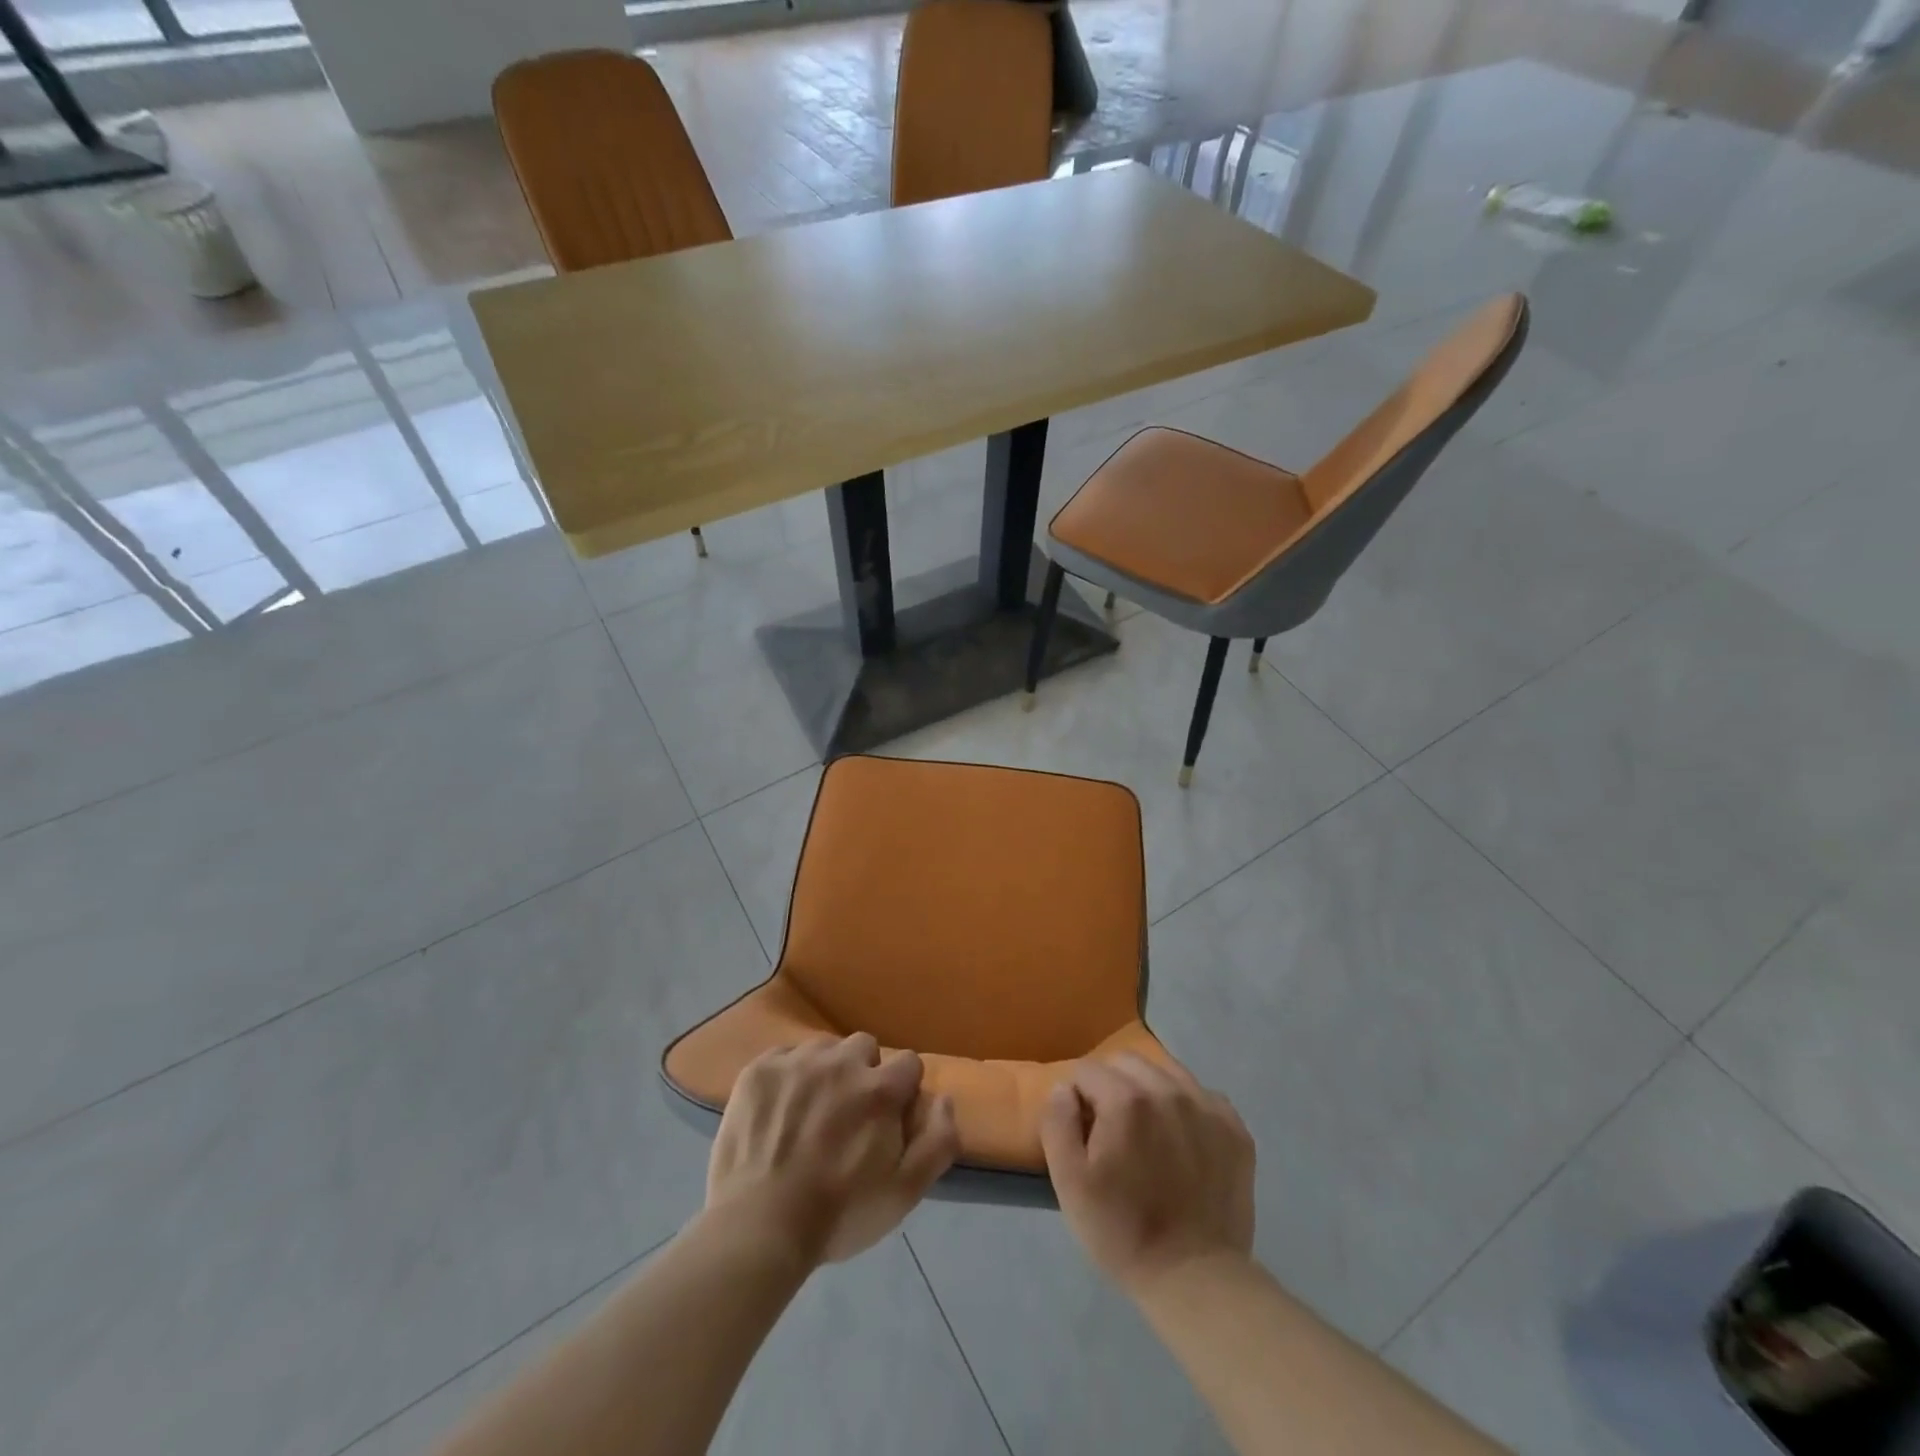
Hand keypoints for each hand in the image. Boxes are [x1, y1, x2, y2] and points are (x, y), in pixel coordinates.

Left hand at [705, 1033, 957, 1266]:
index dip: (903, 1089)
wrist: (759, 1227)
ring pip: (824, 1048)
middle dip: (864, 1072)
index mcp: (880, 1089)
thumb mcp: (904, 1192)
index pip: (909, 1063)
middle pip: (864, 1046)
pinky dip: (787, 1075)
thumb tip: (943, 1099)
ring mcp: (797, 1062)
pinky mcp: (760, 1070)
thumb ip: (938, 1141)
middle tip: (848, 1112)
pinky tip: (779, 1109)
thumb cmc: (839, 1214)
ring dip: (825, 1070)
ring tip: (810, 1109)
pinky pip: (784, 1055)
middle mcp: (841, 1062)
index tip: (889, 1116)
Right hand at [1040, 1054, 1255, 1293]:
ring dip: (1148, 1090)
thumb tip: (1064, 1089)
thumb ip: (1057, 1122)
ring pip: (1166, 1071)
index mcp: (1126, 1099)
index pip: (1087, 1070)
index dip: (1076, 1097)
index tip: (1082, 1131)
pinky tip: (1181, 1140)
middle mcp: (1169, 1089)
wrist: (1195, 1278)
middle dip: (1110, 1084)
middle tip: (1111, 1129)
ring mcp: (1207, 1106)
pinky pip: (1202, 1095)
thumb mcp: (1069, 1182)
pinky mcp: (1234, 1128)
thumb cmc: (1122, 1230)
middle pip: (1127, 1062)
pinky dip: (1186, 1106)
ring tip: (1147, 1132)